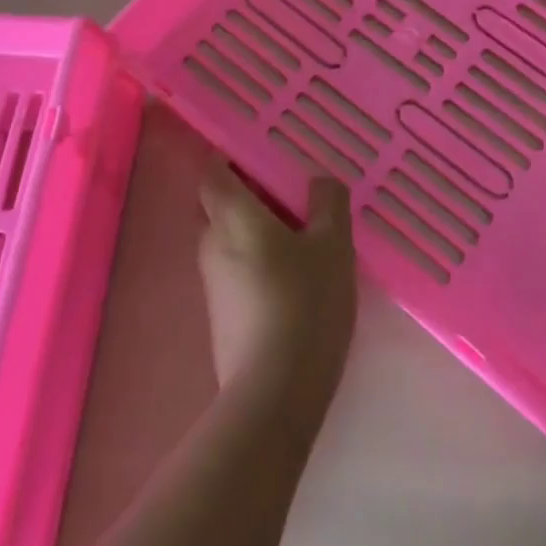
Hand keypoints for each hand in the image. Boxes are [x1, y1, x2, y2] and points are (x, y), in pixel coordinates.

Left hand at [197, 167, 356, 399]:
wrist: (275, 395)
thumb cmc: (305, 304)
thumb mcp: (333, 245)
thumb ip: (328, 203)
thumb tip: (318, 181)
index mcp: (232, 217)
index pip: (213, 171)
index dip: (231, 156)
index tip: (263, 150)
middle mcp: (212, 243)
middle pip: (220, 203)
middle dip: (251, 191)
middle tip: (294, 189)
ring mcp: (213, 282)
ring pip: (230, 236)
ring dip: (258, 226)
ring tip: (304, 228)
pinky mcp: (222, 313)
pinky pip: (236, 267)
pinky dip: (259, 257)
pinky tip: (296, 271)